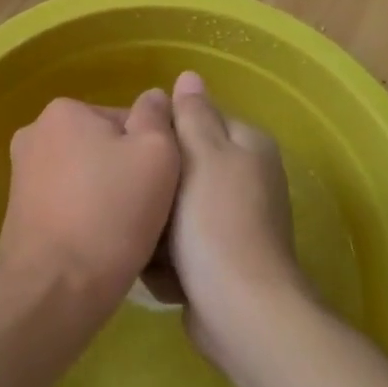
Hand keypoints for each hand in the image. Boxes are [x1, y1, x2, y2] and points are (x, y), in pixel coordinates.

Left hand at [0, 91, 179, 325]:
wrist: (55, 291)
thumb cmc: (112, 214)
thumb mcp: (156, 153)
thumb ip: (158, 116)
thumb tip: (154, 96)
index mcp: (63, 111)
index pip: (128, 120)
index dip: (154, 151)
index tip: (162, 185)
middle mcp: (34, 134)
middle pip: (104, 146)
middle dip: (127, 172)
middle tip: (148, 209)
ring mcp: (20, 176)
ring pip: (86, 177)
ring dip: (107, 196)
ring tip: (126, 232)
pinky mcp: (17, 214)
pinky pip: (67, 205)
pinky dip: (85, 217)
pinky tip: (100, 245)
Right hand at [163, 71, 308, 361]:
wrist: (239, 311)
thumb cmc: (215, 221)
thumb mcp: (200, 155)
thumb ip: (191, 114)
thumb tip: (189, 75)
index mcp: (248, 145)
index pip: (197, 119)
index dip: (164, 134)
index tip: (140, 150)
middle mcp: (248, 178)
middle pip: (184, 167)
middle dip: (159, 187)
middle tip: (140, 198)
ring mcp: (235, 222)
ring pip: (177, 209)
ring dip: (159, 228)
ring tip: (149, 243)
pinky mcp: (223, 260)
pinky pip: (184, 246)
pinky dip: (171, 259)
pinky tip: (164, 273)